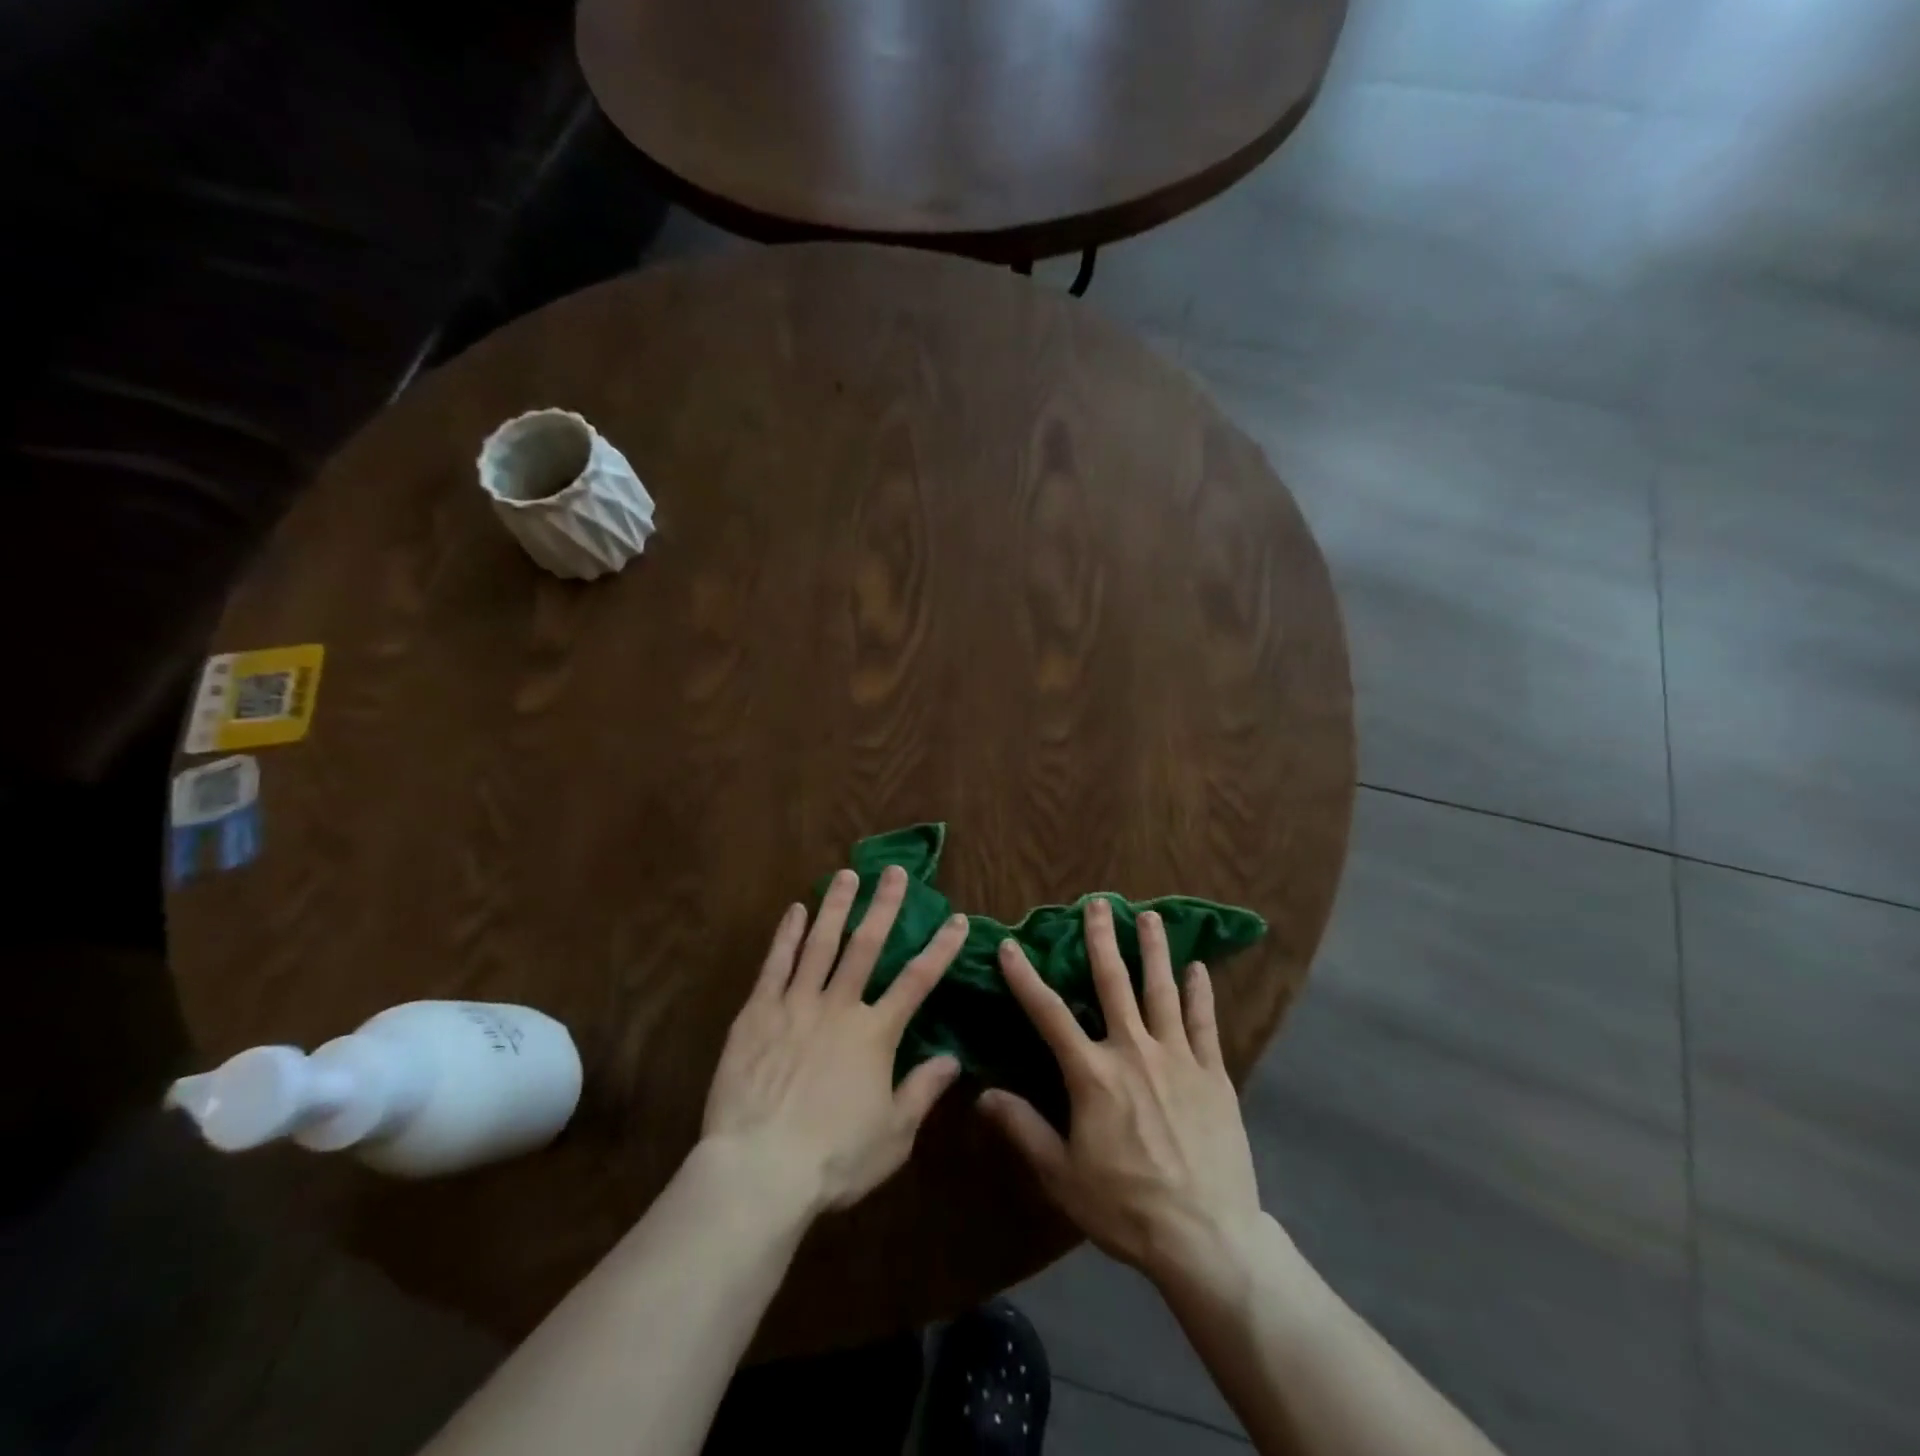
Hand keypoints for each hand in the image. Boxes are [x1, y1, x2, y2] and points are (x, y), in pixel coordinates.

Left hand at [701, 865, 967, 1216]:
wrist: (759, 1170)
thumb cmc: (834, 1159)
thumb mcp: (893, 1135)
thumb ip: (923, 1091)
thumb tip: (953, 1058)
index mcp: (876, 1034)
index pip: (918, 980)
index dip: (941, 948)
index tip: (957, 918)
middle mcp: (840, 1007)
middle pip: (867, 946)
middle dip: (884, 905)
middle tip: (894, 871)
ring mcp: (796, 1005)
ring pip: (821, 944)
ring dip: (836, 906)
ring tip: (846, 874)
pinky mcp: (758, 1013)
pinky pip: (776, 965)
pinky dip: (787, 935)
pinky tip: (795, 910)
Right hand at [978, 899, 1265, 1290]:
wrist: (1206, 1237)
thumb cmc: (1127, 1207)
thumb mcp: (1063, 1175)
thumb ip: (1023, 1128)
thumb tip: (983, 1093)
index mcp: (1093, 1074)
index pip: (1049, 1014)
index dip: (1025, 978)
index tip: (1010, 946)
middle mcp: (1134, 1051)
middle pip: (1114, 983)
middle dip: (1102, 939)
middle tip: (1097, 903)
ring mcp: (1178, 1058)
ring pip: (1162, 990)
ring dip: (1154, 950)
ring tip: (1150, 916)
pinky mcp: (1214, 1074)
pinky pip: (1205, 1022)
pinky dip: (1200, 992)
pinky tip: (1198, 967)